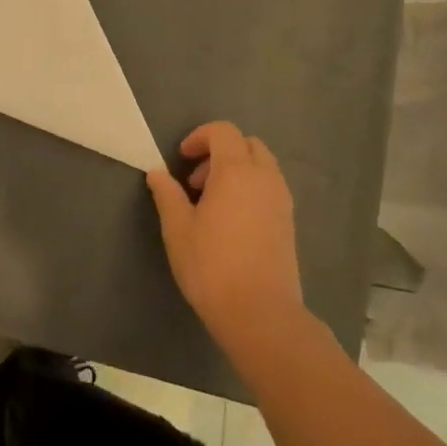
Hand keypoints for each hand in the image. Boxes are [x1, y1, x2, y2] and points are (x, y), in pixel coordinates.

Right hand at [147, 121, 306, 357]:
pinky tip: (233, 221)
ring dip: (237, 170)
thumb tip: (157, 172)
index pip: (223, 132)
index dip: (200, 136)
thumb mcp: (178, 229)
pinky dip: (252, 189)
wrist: (261, 314)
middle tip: (196, 181)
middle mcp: (264, 178)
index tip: (181, 158)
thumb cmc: (212, 266)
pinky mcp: (289, 223)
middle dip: (220, 152)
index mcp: (236, 171)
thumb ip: (167, 195)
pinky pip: (271, 188)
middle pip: (247, 144)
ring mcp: (281, 200)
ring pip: (262, 166)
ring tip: (213, 203)